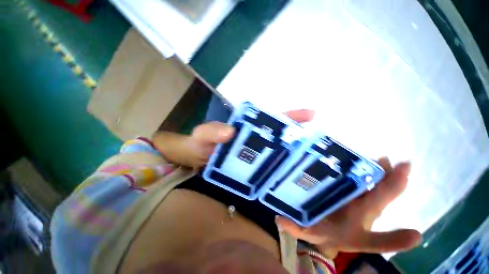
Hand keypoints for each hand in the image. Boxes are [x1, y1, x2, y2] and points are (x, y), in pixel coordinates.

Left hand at [153, 110, 314, 168]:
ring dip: (291, 159)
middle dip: (299, 140)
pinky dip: (277, 174)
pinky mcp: (251, 171)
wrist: (191, 163)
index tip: (312, 115)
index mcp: (247, 129)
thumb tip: (230, 132)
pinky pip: (267, 171)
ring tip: (311, 166)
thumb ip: (210, 131)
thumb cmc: (197, 145)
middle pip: (280, 138)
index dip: (291, 117)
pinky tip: (287, 181)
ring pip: (277, 155)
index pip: (272, 119)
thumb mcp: (201, 135)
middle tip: (318, 148)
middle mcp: (254, 141)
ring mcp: (254, 157)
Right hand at [275, 158, 421, 257]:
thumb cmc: (322, 232)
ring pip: (378, 188)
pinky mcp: (355, 191)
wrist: (329, 229)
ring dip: (382, 174)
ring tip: (382, 159)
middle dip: (391, 186)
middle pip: (381, 202)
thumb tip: (280, 218)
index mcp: (355, 233)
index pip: (375, 240)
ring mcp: (362, 201)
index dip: (394, 240)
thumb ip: (294, 228)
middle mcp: (363, 215)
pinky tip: (359, 158)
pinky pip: (365, 180)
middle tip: (397, 166)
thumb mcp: (308, 233)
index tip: (414, 234)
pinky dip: (367, 170)